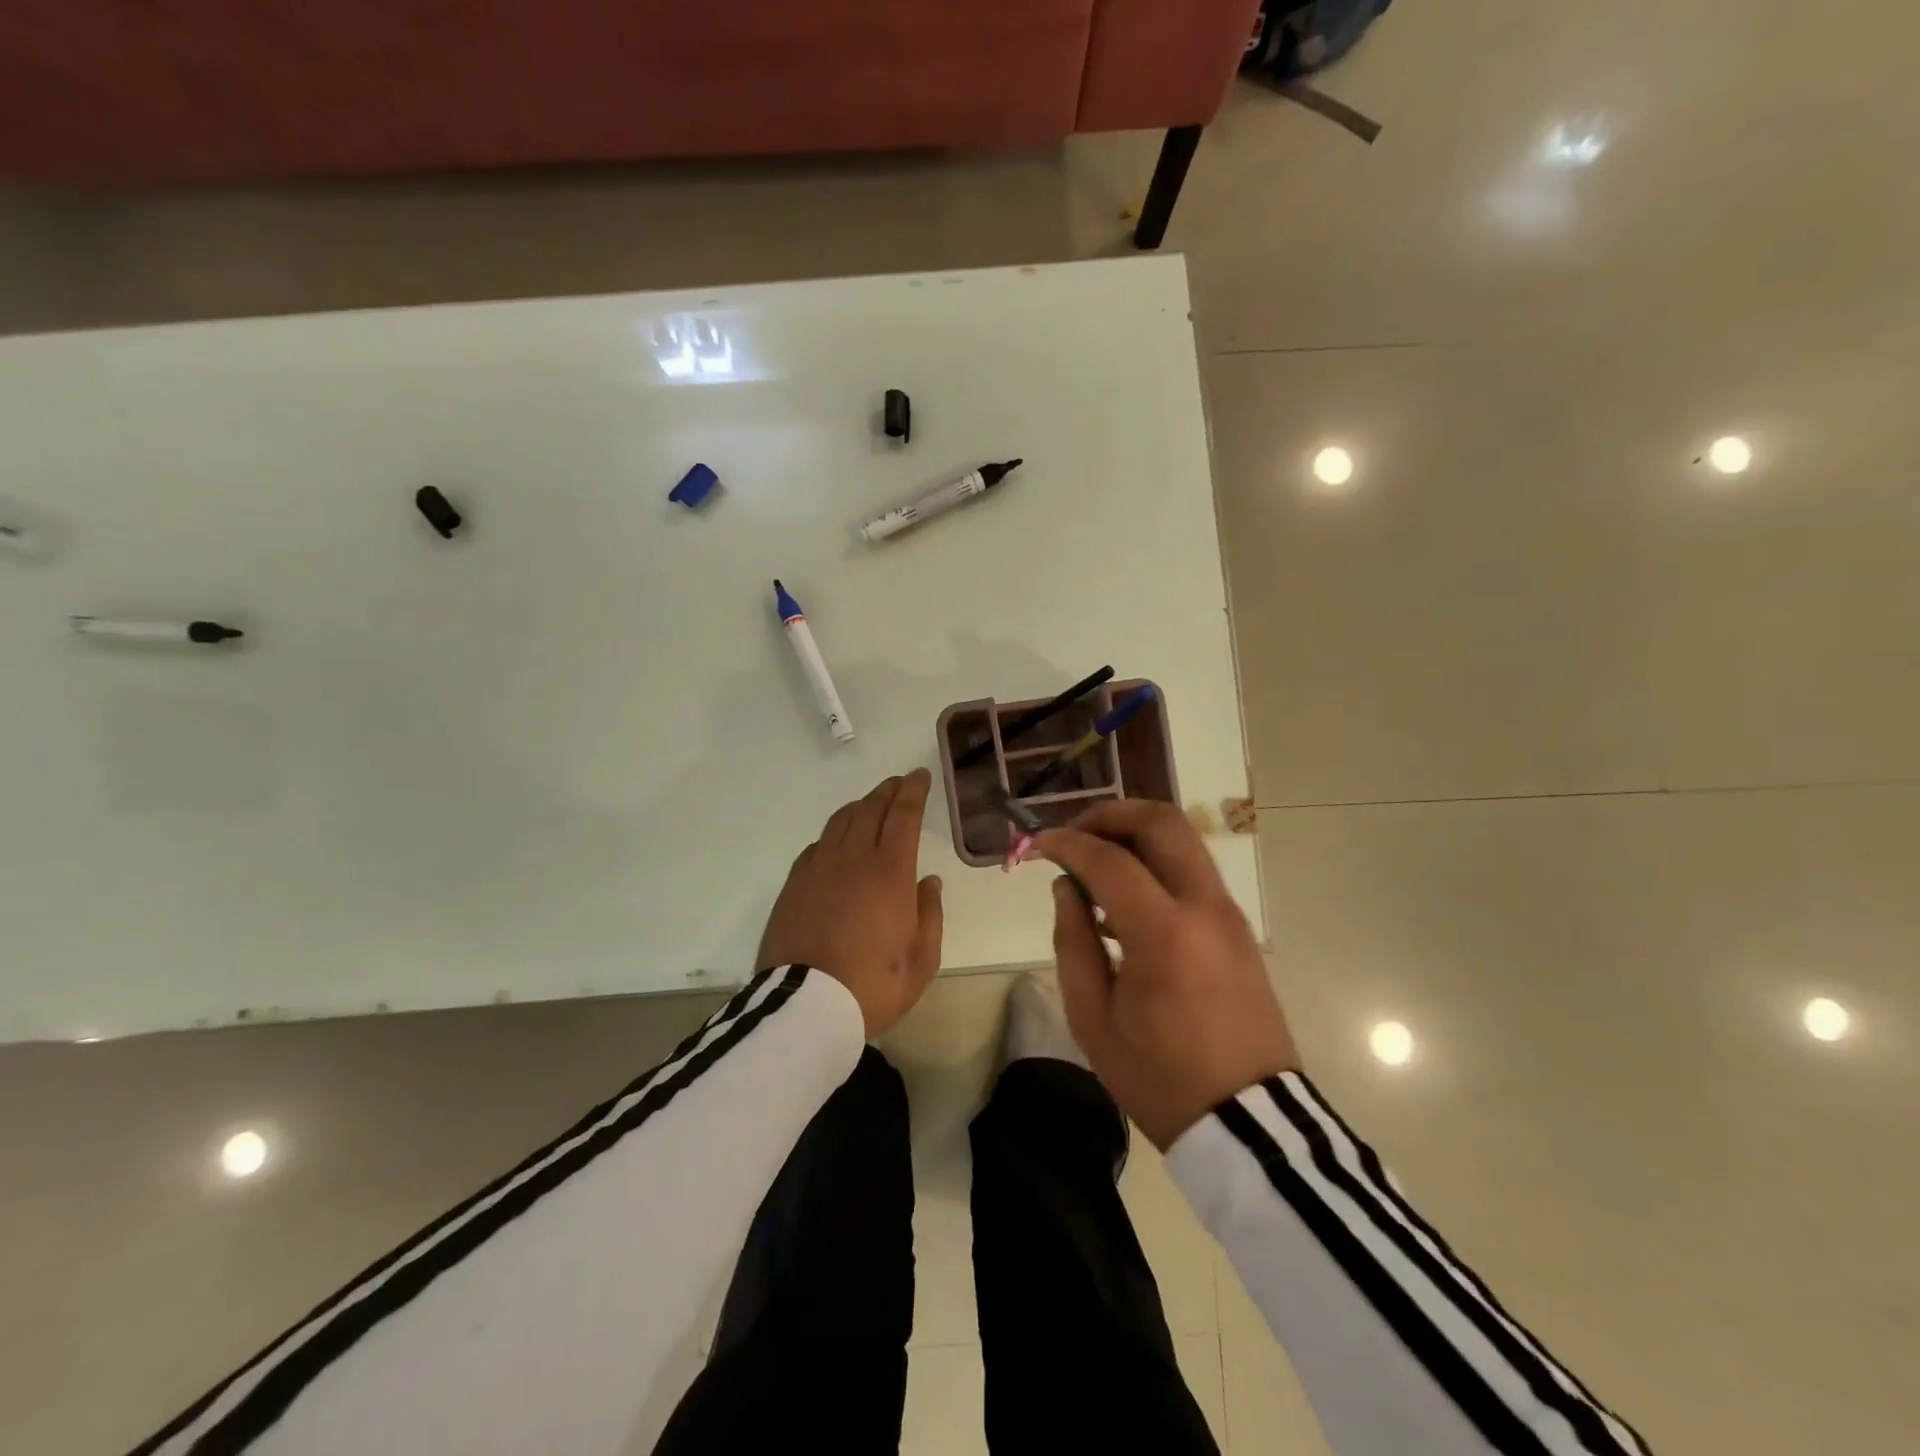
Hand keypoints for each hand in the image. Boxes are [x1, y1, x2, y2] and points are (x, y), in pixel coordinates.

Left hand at [757, 768, 943, 1037]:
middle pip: (870, 808)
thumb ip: (929, 914)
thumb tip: (928, 881)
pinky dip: (835, 834)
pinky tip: (838, 843)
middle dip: (888, 790)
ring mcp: (818, 869)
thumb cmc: (872, 986)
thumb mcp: (921, 960)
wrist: (804, 1007)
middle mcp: (853, 859)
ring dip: (861, 806)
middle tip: (900, 783)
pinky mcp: (794, 884)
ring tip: (872, 805)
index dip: (913, 790)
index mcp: (889, 872)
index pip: (903, 815)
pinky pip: (818, 845)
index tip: (920, 775)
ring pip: (841, 821)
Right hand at [1037, 800, 1298, 1149]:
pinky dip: (1156, 860)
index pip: (1109, 860)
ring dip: (1135, 834)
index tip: (1037, 843)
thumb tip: (1067, 887)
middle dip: (1110, 815)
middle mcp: (1203, 907)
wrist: (1248, 1122)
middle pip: (1161, 821)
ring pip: (1183, 838)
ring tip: (1095, 862)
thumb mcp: (1093, 1018)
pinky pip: (1192, 870)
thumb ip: (1072, 940)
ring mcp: (1228, 913)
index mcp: (1164, 933)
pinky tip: (1126, 896)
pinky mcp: (1238, 926)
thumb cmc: (1158, 1077)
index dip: (1067, 843)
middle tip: (1074, 836)